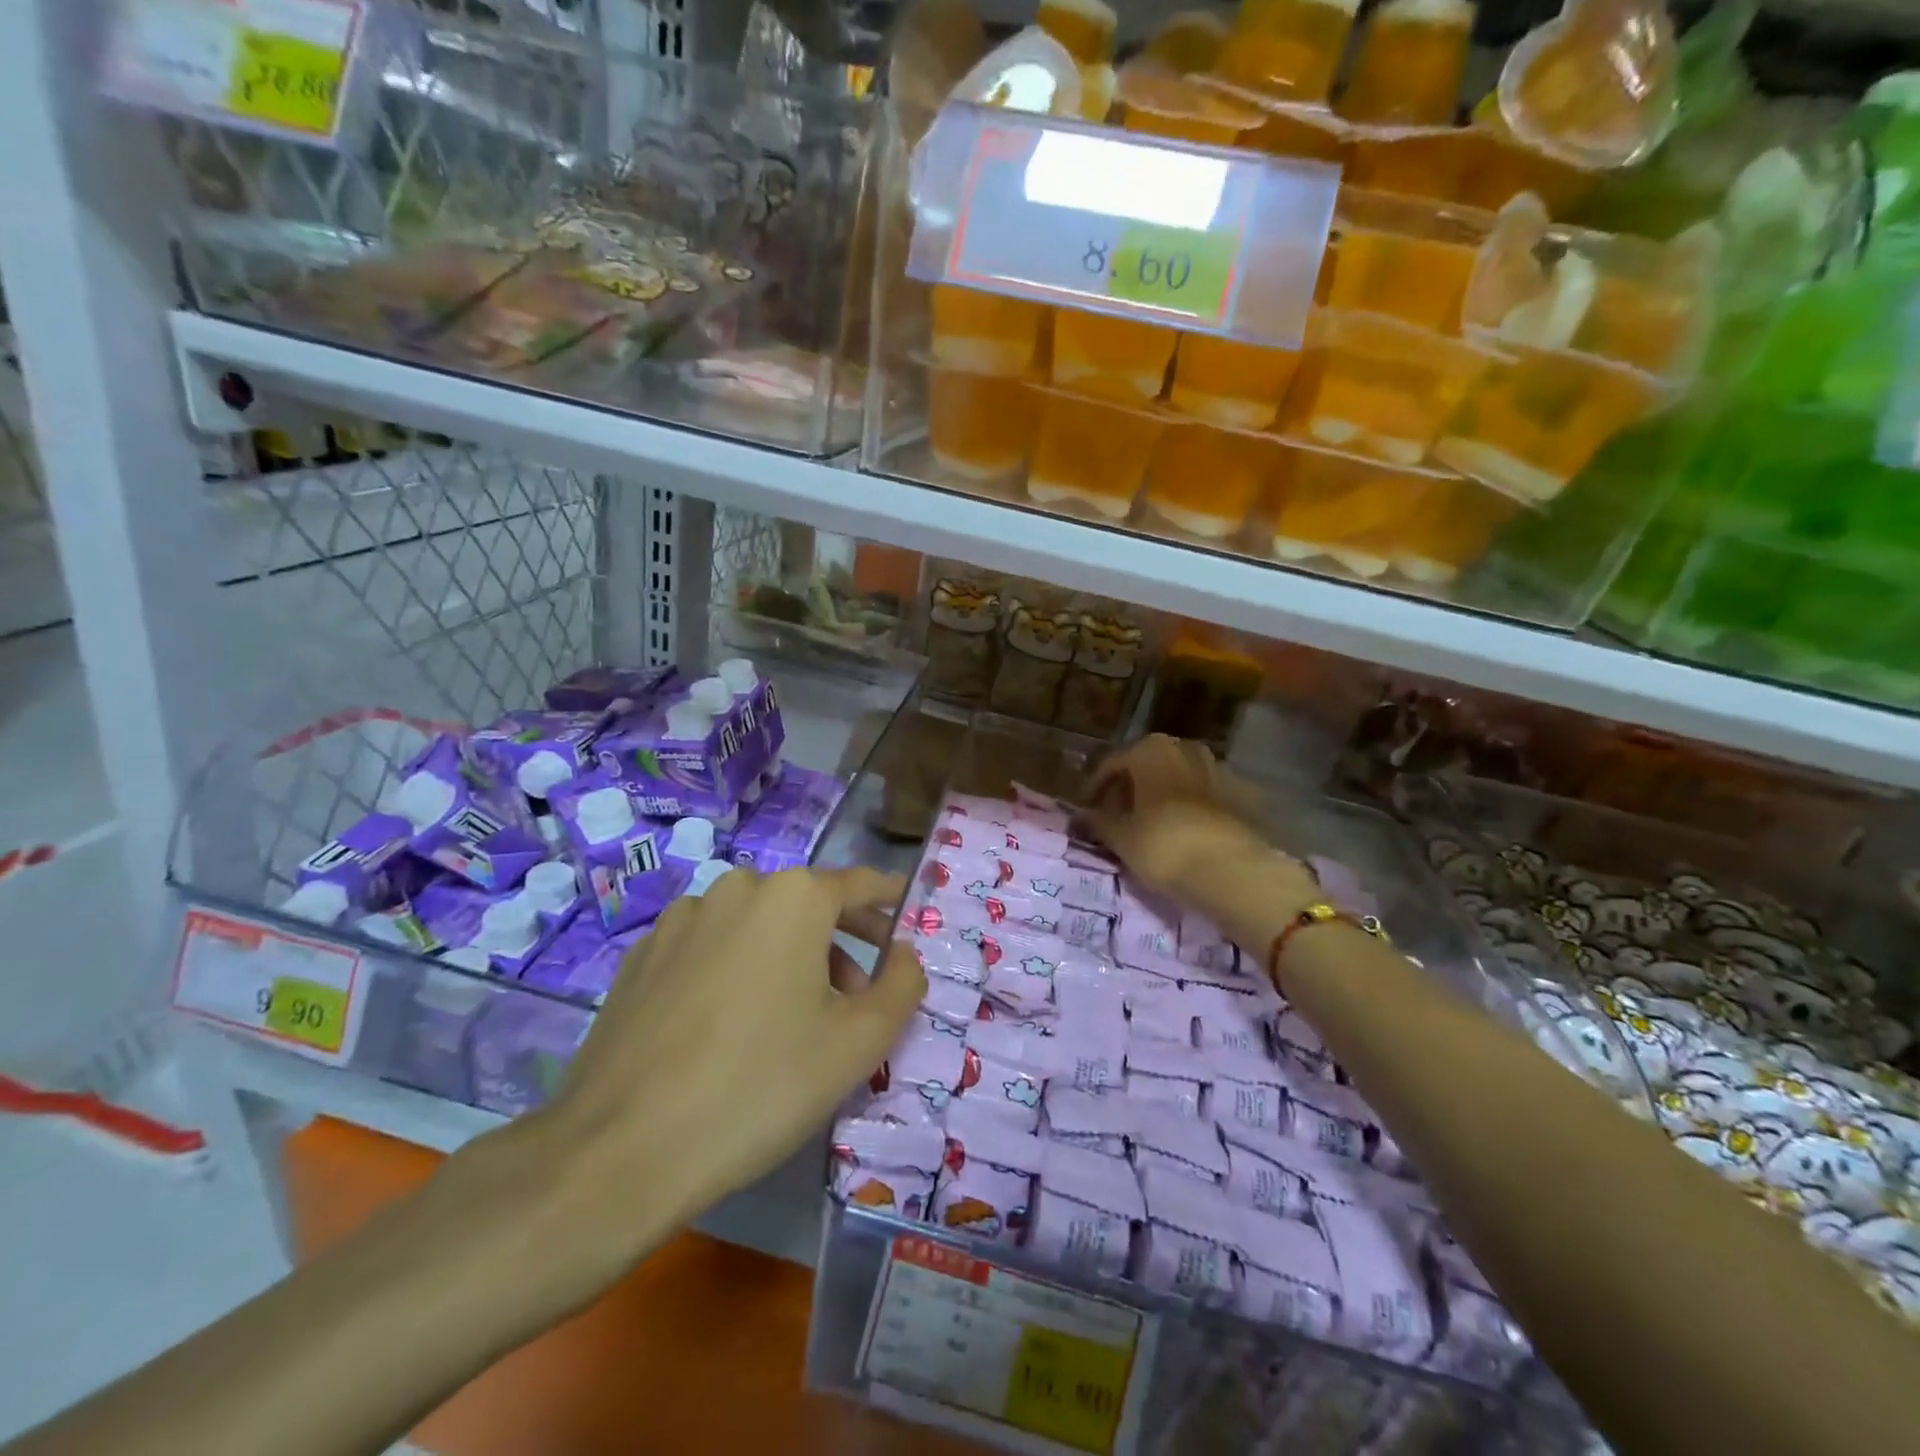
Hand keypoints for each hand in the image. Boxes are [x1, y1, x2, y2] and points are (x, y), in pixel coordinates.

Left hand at [501, 866, 923, 1284]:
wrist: (619, 1150)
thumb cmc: (761, 1085)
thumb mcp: (859, 1043)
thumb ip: (902, 985)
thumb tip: (904, 954)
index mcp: (793, 896)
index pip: (860, 885)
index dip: (890, 903)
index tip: (907, 922)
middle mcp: (737, 888)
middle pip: (808, 905)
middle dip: (842, 943)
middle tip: (861, 997)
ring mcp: (681, 919)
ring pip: (758, 926)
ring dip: (789, 957)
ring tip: (794, 1020)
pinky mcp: (641, 955)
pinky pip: (711, 948)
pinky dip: (738, 969)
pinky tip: (730, 1027)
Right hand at [1078, 734, 1278, 899]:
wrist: (1230, 870)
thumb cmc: (1162, 845)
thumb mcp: (1120, 838)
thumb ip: (1098, 823)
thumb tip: (1082, 817)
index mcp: (1150, 750)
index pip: (1112, 764)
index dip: (1096, 788)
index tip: (1088, 811)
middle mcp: (1185, 749)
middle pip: (1149, 766)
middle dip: (1133, 788)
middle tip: (1120, 817)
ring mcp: (1218, 769)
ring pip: (1179, 778)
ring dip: (1163, 796)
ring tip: (1152, 825)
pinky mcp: (1243, 795)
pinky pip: (1205, 796)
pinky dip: (1191, 809)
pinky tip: (1184, 832)